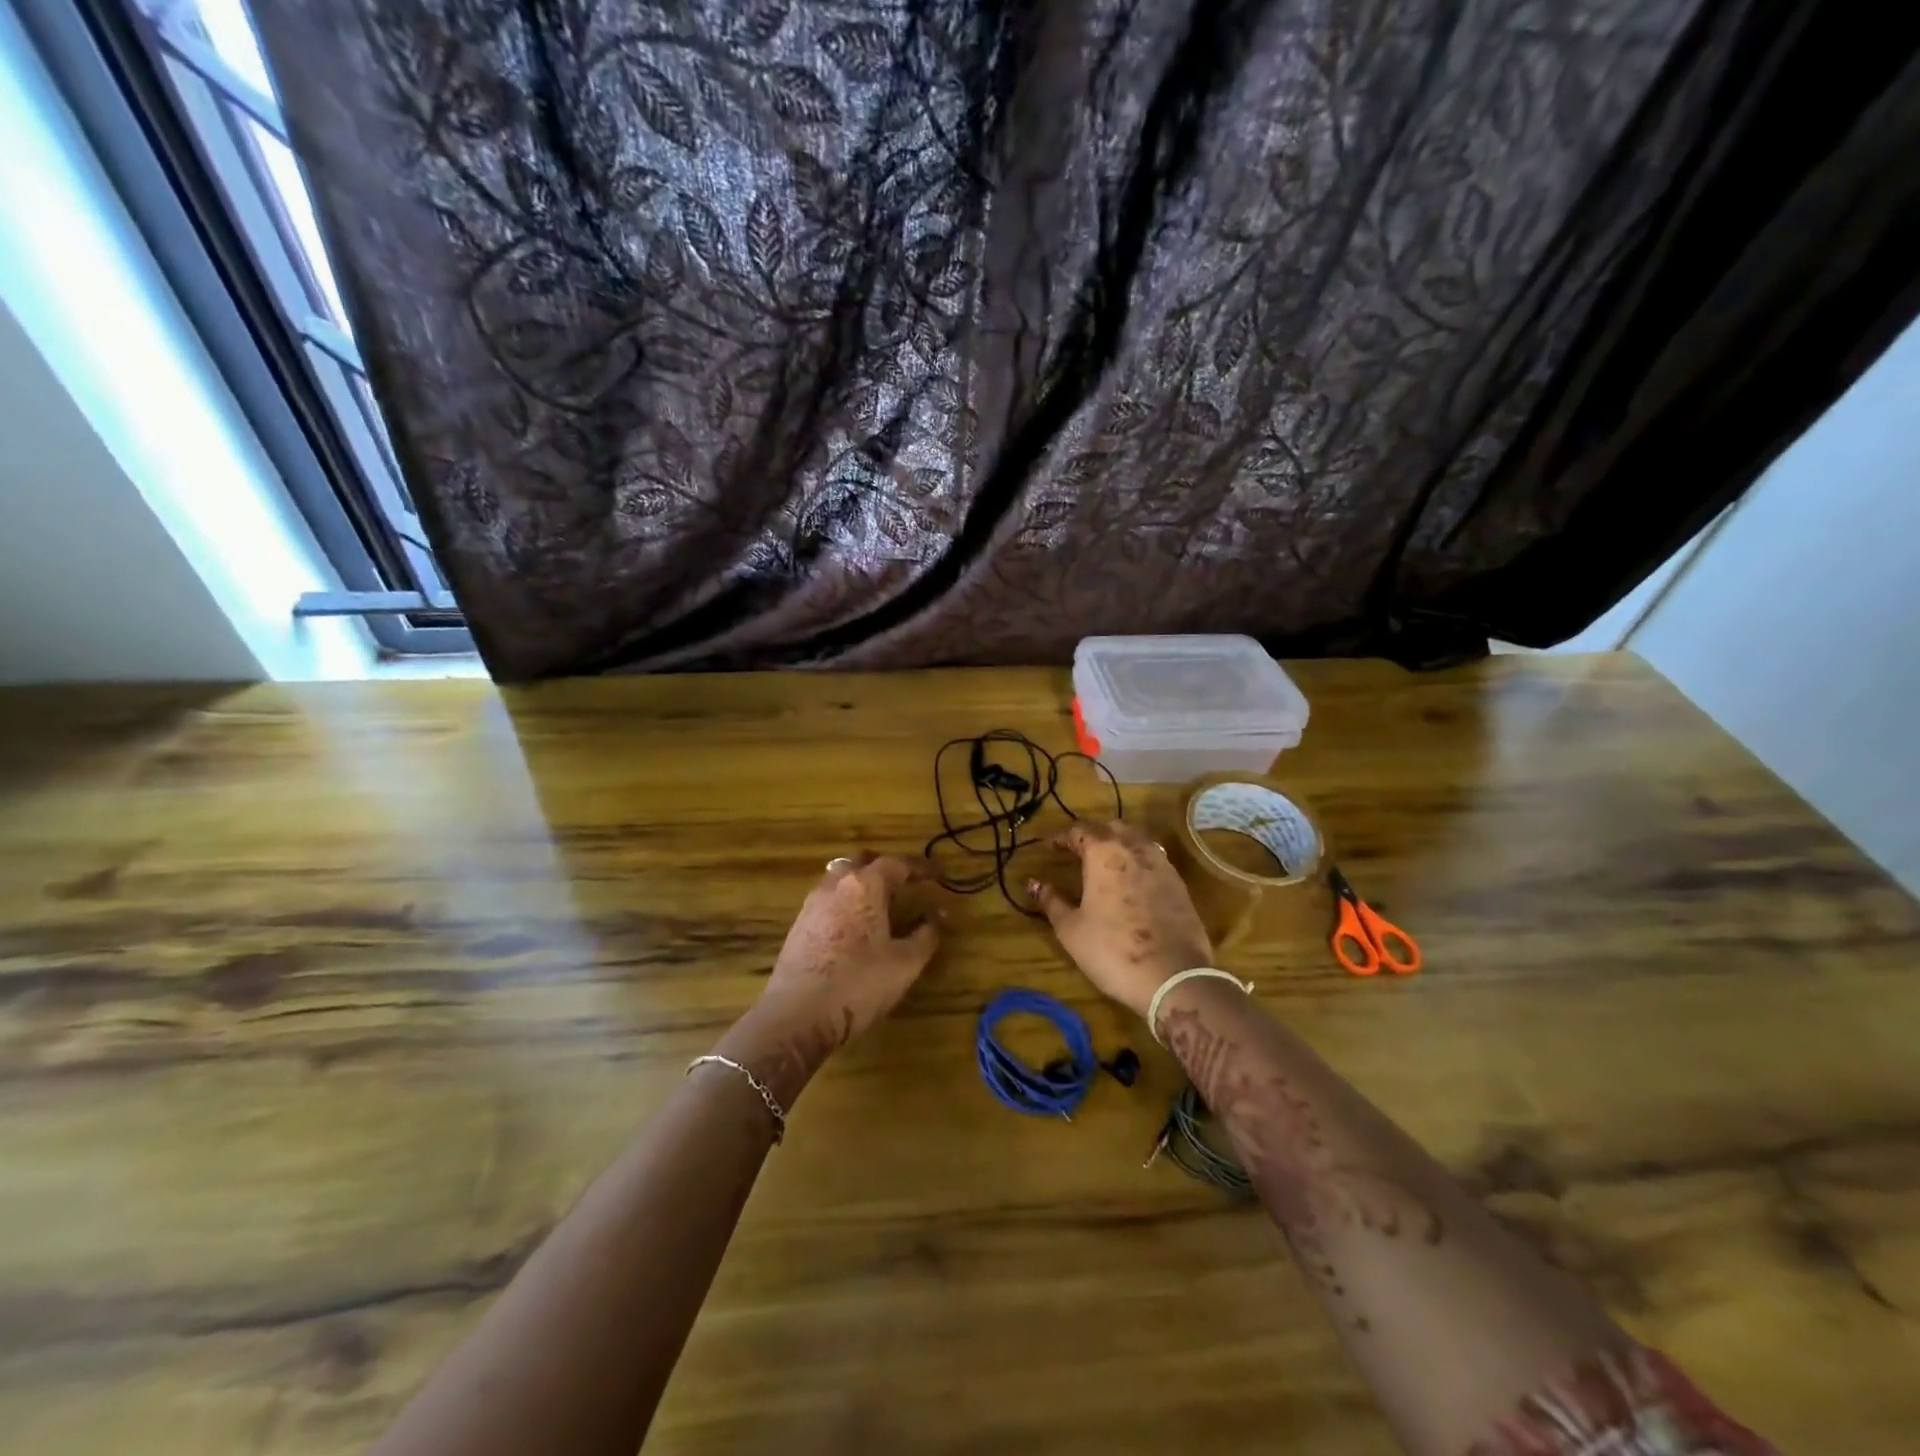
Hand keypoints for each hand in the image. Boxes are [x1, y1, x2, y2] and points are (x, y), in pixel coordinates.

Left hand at [722, 854, 940, 1098]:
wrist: (797, 1016)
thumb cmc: (859, 984)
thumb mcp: (905, 963)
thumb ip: (926, 934)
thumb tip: (938, 915)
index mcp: (865, 885)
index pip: (896, 864)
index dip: (920, 868)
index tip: (937, 875)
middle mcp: (836, 885)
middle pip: (861, 861)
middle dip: (884, 867)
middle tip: (904, 881)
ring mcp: (812, 904)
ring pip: (840, 878)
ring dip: (861, 883)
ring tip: (880, 903)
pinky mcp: (798, 925)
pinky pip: (827, 899)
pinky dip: (845, 901)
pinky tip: (855, 925)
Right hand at [1029, 820, 1213, 1018]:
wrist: (1173, 977)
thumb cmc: (1112, 950)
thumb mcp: (1071, 929)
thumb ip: (1051, 901)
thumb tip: (1035, 883)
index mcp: (1104, 853)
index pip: (1079, 831)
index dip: (1062, 837)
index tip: (1050, 847)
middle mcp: (1134, 848)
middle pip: (1111, 827)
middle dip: (1093, 834)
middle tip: (1078, 851)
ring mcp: (1161, 864)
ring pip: (1136, 839)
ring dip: (1118, 844)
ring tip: (1105, 863)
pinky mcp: (1179, 883)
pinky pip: (1154, 859)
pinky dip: (1138, 861)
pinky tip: (1131, 881)